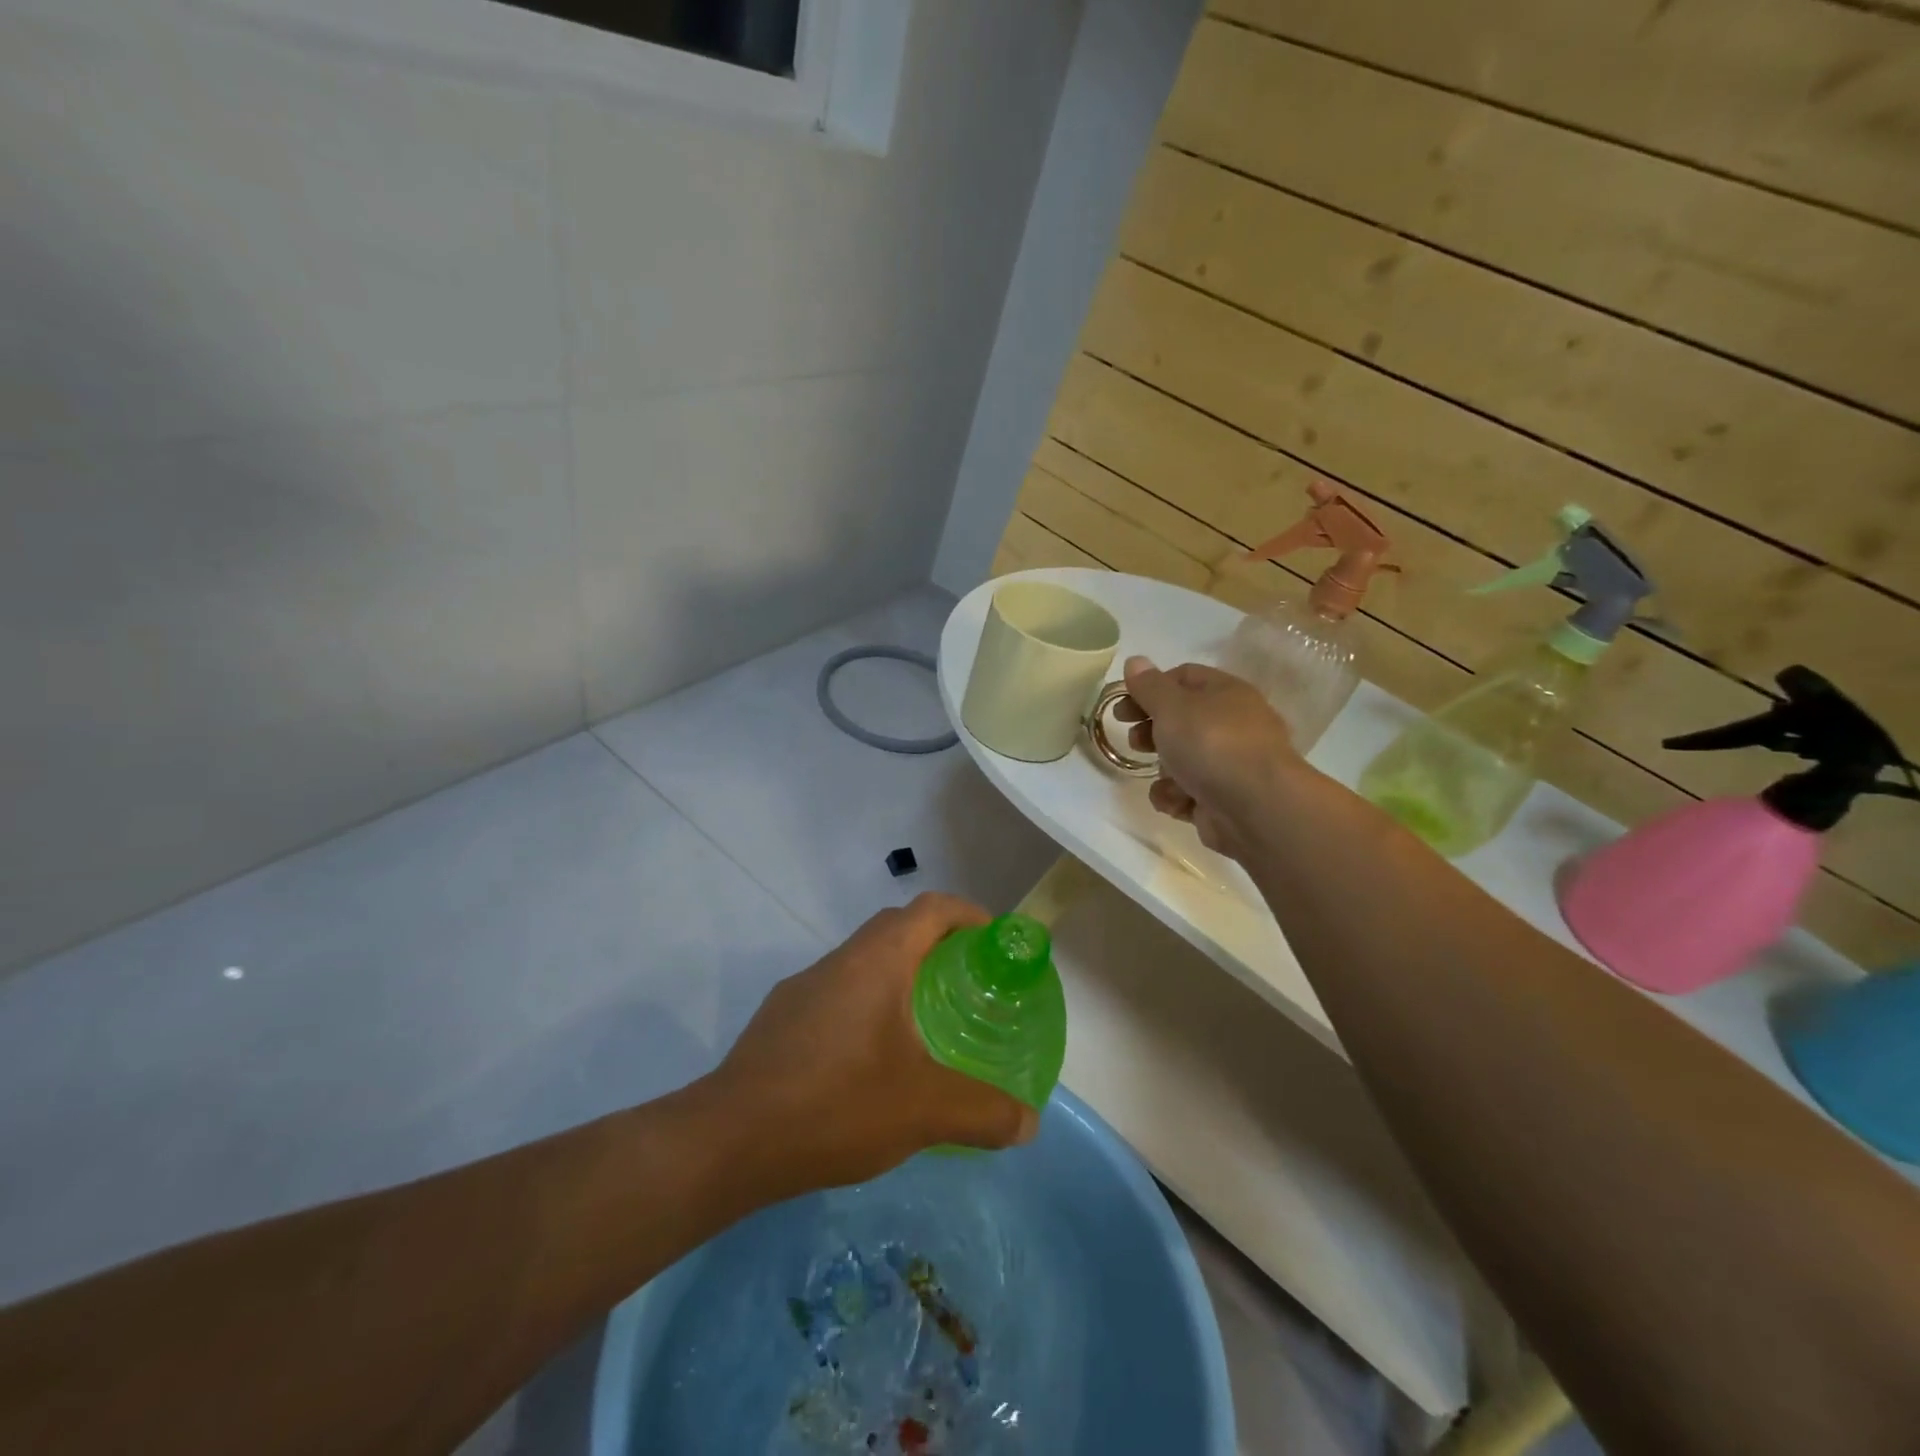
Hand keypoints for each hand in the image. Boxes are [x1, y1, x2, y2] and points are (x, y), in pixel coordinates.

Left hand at [701, 894, 1039, 1197]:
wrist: (730, 1140)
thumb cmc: (836, 1104)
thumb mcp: (924, 1110)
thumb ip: (983, 1113)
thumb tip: (1029, 1124)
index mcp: (878, 960)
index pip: (931, 908)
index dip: (968, 914)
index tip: (993, 941)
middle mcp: (839, 960)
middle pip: (897, 928)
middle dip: (936, 943)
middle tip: (967, 982)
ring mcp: (802, 987)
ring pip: (862, 961)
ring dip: (897, 975)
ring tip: (923, 1022)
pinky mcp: (779, 1019)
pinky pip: (836, 993)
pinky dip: (865, 1005)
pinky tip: (869, 1060)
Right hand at [1115, 654, 1300, 859]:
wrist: (1256, 809)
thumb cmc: (1212, 744)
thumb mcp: (1172, 707)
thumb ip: (1149, 686)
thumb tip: (1135, 661)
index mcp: (1225, 693)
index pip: (1183, 677)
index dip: (1150, 687)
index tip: (1122, 705)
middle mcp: (1232, 725)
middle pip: (1182, 720)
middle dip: (1152, 730)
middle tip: (1134, 740)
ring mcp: (1229, 765)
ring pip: (1183, 760)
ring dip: (1163, 769)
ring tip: (1160, 776)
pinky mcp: (1223, 800)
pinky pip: (1189, 793)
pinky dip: (1177, 797)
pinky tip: (1176, 801)